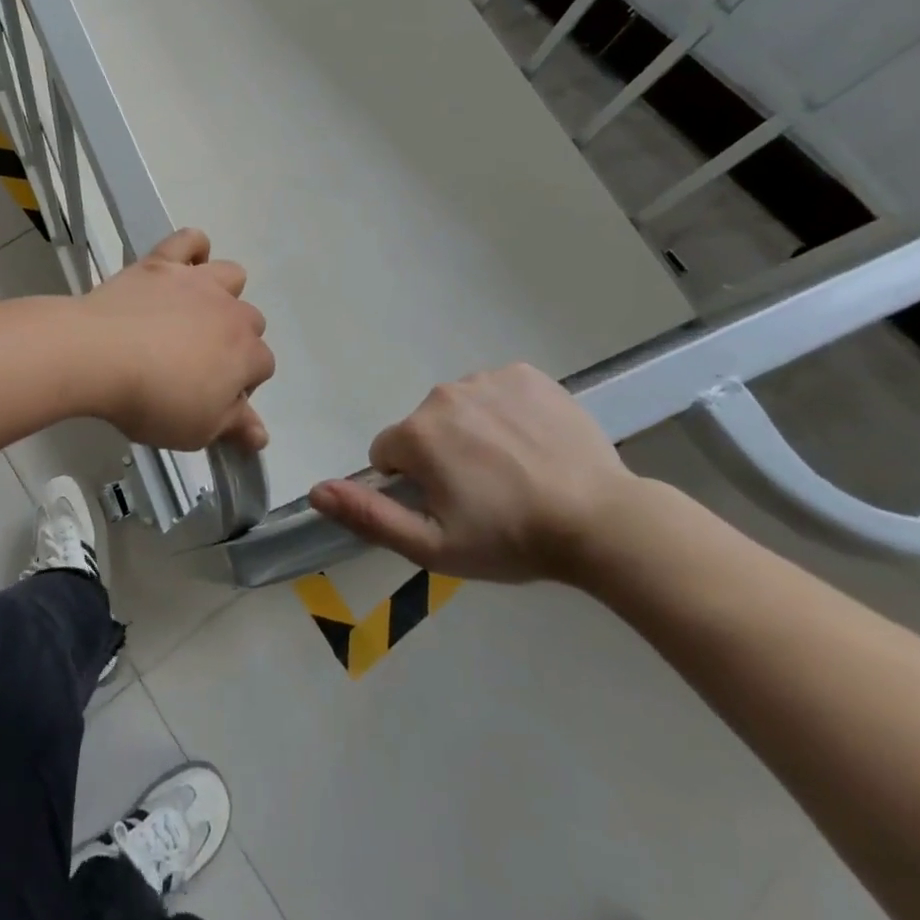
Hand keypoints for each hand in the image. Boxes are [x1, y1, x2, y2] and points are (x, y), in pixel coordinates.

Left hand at [79, 229, 274, 451]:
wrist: (98, 354)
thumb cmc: (151, 400)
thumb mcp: (197, 430)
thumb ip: (233, 426)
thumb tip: (261, 434)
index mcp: (245, 354)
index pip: (262, 367)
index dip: (240, 386)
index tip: (211, 399)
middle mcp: (230, 311)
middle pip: (250, 322)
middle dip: (232, 342)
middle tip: (195, 365)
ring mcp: (197, 281)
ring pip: (231, 275)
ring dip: (222, 294)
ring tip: (191, 315)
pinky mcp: (162, 262)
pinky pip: (189, 239)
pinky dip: (192, 249)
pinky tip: (180, 268)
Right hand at [308, 363, 638, 581]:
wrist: (603, 522)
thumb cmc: (512, 539)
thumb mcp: (434, 546)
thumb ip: (369, 516)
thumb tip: (316, 491)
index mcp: (417, 434)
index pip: (388, 453)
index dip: (412, 484)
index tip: (449, 506)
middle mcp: (443, 395)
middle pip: (423, 427)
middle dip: (442, 456)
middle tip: (485, 494)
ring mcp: (487, 379)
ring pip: (459, 408)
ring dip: (472, 433)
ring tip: (515, 471)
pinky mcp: (525, 373)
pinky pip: (496, 390)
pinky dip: (506, 412)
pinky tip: (533, 444)